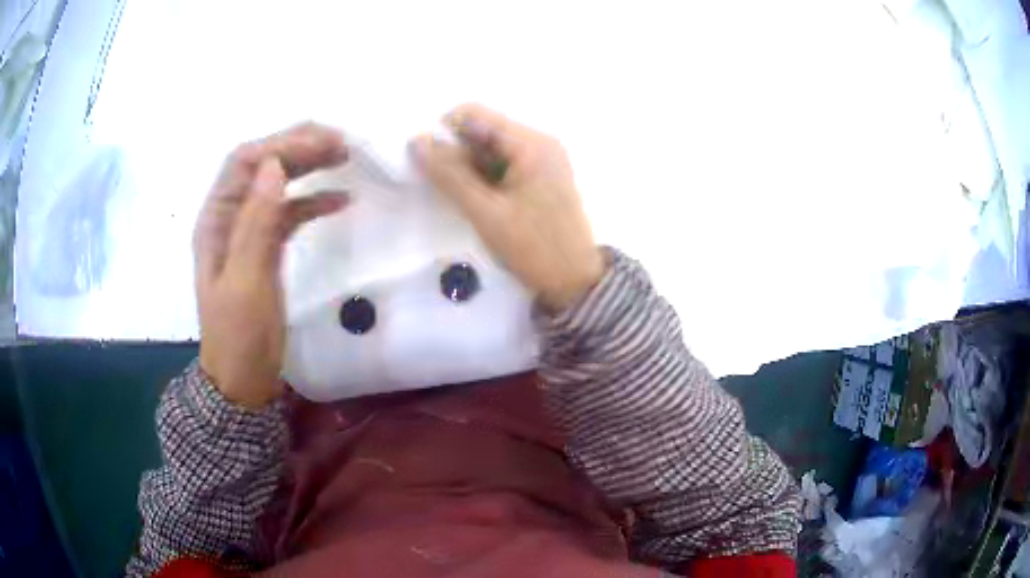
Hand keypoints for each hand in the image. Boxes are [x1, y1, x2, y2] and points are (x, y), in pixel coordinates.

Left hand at [194, 123, 348, 408]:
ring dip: (308, 167)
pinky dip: (313, 202)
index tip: (324, 141)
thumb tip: (274, 165)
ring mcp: (248, 232)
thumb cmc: (238, 335)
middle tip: (341, 142)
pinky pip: (289, 213)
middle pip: (262, 166)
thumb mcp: (246, 282)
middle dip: (298, 146)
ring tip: (345, 157)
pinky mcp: (266, 249)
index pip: (246, 162)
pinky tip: (341, 200)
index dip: (282, 144)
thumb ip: (256, 223)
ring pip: (277, 185)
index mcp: (216, 220)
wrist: (242, 379)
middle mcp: (229, 217)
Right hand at [412, 104, 604, 310]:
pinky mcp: (539, 178)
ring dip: (467, 169)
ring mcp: (541, 160)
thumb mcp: (486, 213)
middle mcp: (539, 143)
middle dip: (456, 154)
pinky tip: (476, 201)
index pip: (476, 115)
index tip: (427, 161)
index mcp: (531, 144)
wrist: (574, 282)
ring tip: (461, 199)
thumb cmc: (534, 248)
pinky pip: (502, 166)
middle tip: (442, 187)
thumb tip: (417, 142)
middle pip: (483, 131)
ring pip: (490, 151)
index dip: (445, 132)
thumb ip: (450, 176)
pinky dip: (482, 178)